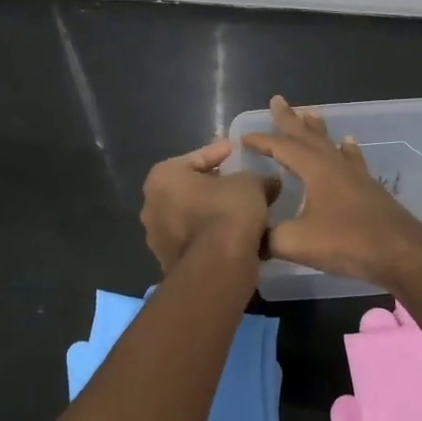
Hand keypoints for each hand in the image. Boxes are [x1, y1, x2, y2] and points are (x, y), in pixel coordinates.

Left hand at [140, 139, 275, 272]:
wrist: (217, 267)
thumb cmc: (227, 212)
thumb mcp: (251, 184)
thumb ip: (259, 179)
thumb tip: (270, 182)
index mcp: (162, 177)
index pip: (196, 158)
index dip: (220, 154)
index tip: (237, 153)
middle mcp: (151, 206)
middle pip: (190, 189)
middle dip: (215, 187)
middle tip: (241, 184)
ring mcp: (157, 238)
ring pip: (192, 218)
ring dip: (214, 214)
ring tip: (244, 213)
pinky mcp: (169, 263)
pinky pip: (196, 241)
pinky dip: (213, 237)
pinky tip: (237, 237)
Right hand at [240, 96, 421, 285]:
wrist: (400, 252)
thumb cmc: (347, 242)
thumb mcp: (297, 242)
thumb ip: (268, 238)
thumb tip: (250, 239)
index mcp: (314, 170)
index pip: (282, 147)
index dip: (262, 141)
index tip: (243, 136)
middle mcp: (334, 164)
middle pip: (307, 136)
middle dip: (290, 119)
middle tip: (278, 100)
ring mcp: (355, 175)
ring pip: (331, 143)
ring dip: (317, 129)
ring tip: (310, 113)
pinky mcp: (369, 188)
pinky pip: (352, 159)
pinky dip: (346, 149)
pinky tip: (348, 143)